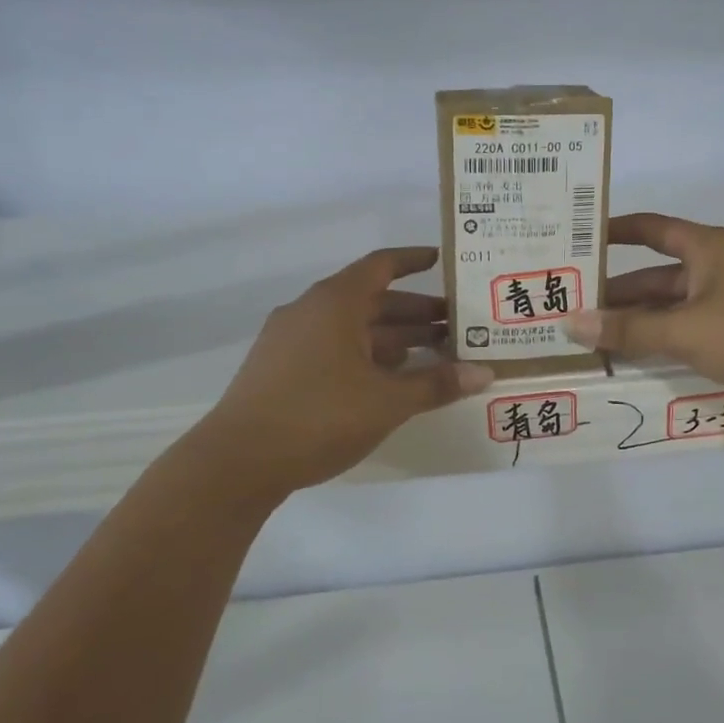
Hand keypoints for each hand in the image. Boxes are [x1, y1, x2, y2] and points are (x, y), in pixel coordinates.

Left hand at [203, 247, 493, 496]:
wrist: (237, 462)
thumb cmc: (319, 417)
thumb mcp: (387, 401)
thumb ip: (437, 384)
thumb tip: (486, 372)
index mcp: (335, 303)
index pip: (381, 266)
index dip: (414, 260)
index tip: (444, 261)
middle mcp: (311, 311)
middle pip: (372, 300)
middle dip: (416, 311)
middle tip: (457, 325)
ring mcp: (291, 340)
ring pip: (353, 328)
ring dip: (394, 338)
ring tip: (435, 355)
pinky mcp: (281, 369)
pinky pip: (334, 349)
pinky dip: (367, 356)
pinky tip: (391, 381)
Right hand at [566, 213, 723, 423]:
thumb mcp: (685, 330)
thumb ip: (629, 330)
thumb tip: (572, 323)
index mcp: (705, 249)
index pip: (649, 228)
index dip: (613, 230)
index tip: (576, 240)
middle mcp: (712, 270)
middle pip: (652, 276)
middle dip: (614, 292)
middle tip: (567, 305)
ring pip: (667, 309)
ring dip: (633, 323)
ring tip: (587, 338)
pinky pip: (684, 333)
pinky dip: (657, 343)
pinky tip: (627, 360)